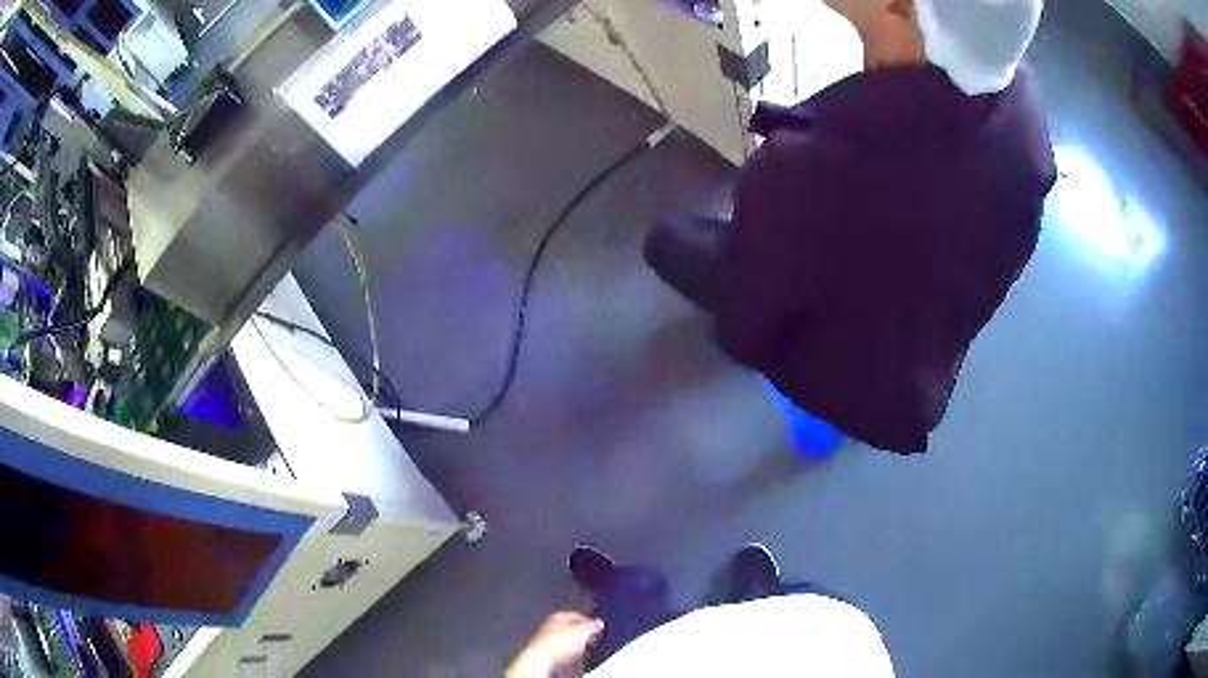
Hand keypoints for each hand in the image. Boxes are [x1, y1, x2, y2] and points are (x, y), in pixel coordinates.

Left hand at [507, 611, 604, 676]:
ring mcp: (543, 635)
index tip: (597, 628)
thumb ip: (592, 626)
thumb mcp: (583, 632)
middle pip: (568, 625)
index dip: (588, 622)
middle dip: (578, 632)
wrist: (540, 657)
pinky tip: (569, 656)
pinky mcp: (540, 648)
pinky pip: (556, 647)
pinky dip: (563, 650)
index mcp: (558, 615)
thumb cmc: (560, 642)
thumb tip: (599, 622)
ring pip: (561, 637)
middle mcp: (548, 622)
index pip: (576, 615)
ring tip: (581, 649)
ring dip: (571, 642)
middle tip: (590, 639)